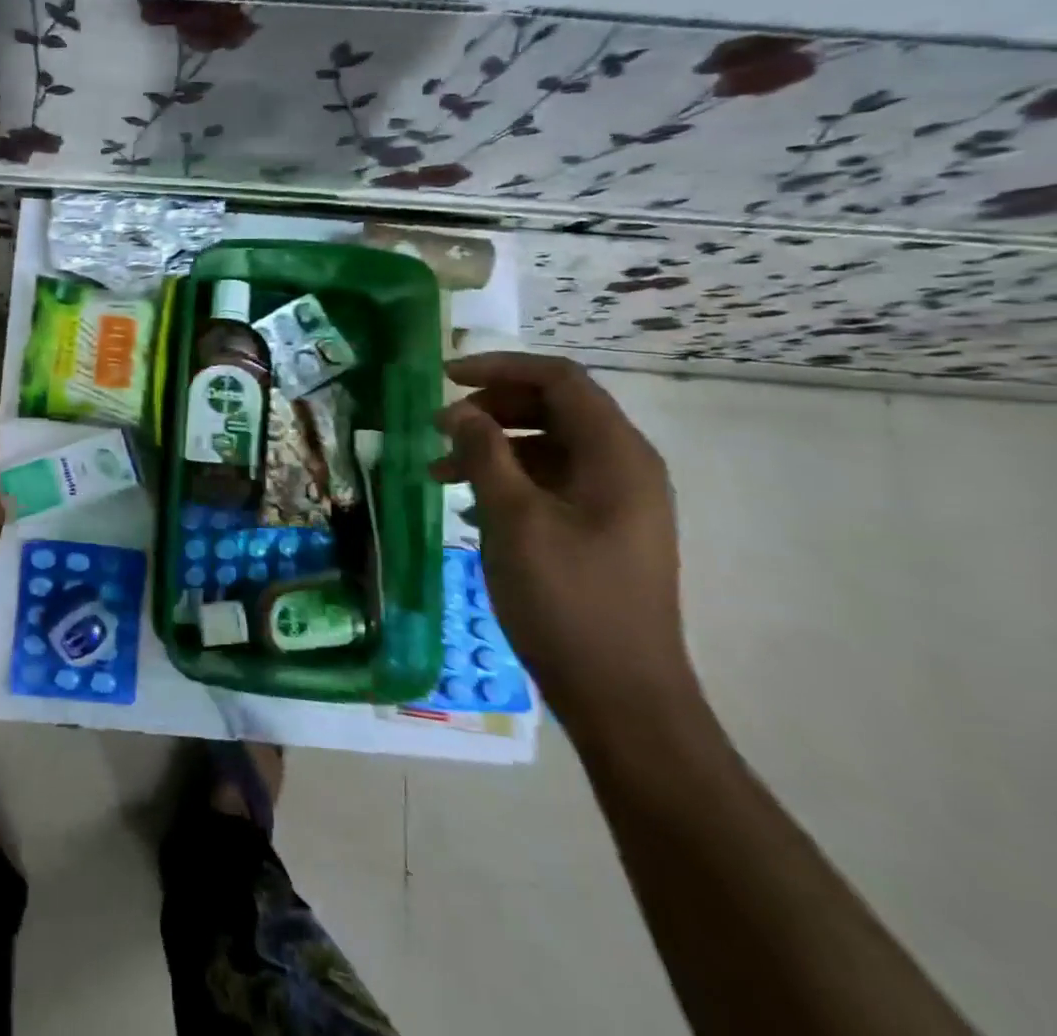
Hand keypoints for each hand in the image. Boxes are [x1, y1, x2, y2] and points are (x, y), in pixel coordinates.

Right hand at [431, 352, 698, 731]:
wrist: (621, 696)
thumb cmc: (566, 599)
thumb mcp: (514, 519)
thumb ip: (484, 453)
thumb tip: (457, 410)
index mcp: (616, 454)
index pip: (560, 379)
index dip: (500, 368)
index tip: (444, 378)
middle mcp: (624, 467)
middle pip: (555, 408)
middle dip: (492, 407)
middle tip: (439, 426)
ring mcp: (617, 501)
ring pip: (549, 446)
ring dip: (493, 446)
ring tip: (439, 470)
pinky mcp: (602, 530)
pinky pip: (552, 482)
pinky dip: (508, 479)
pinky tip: (469, 505)